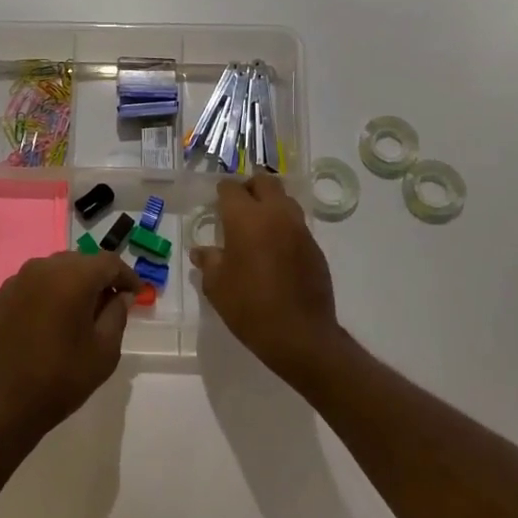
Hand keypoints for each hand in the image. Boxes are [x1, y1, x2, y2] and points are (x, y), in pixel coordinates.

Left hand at [0, 251, 140, 453]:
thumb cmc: (60, 380)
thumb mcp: (104, 351)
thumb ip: (117, 314)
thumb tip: (120, 294)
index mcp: (71, 277)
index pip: (108, 262)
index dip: (126, 276)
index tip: (136, 294)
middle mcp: (40, 269)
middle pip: (78, 262)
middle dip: (97, 278)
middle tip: (109, 304)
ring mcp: (13, 282)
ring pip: (51, 272)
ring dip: (68, 285)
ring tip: (77, 313)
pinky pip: (28, 288)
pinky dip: (43, 297)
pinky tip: (45, 324)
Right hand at [189, 175, 340, 383]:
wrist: (300, 335)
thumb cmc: (249, 307)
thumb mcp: (216, 286)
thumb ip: (208, 261)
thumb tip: (202, 252)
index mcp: (246, 218)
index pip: (231, 188)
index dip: (221, 193)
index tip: (215, 204)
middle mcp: (275, 215)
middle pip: (265, 182)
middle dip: (249, 188)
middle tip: (237, 207)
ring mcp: (299, 229)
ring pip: (285, 200)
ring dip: (270, 205)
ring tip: (257, 227)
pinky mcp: (314, 247)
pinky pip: (296, 225)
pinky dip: (283, 227)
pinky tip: (274, 251)